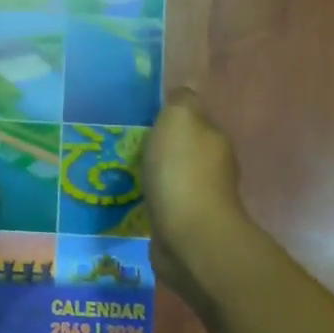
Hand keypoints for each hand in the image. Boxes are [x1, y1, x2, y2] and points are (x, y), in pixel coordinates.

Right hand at [144, 88, 246, 304]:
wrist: (189, 237)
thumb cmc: (181, 174)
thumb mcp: (178, 121)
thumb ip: (180, 103)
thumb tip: (180, 95)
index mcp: (213, 139)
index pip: (192, 120)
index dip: (168, 117)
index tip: (138, 119)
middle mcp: (212, 168)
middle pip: (182, 150)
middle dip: (158, 148)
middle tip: (123, 147)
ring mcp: (199, 200)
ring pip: (171, 178)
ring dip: (152, 176)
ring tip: (120, 174)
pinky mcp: (183, 226)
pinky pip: (163, 205)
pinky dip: (150, 201)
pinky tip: (130, 201)